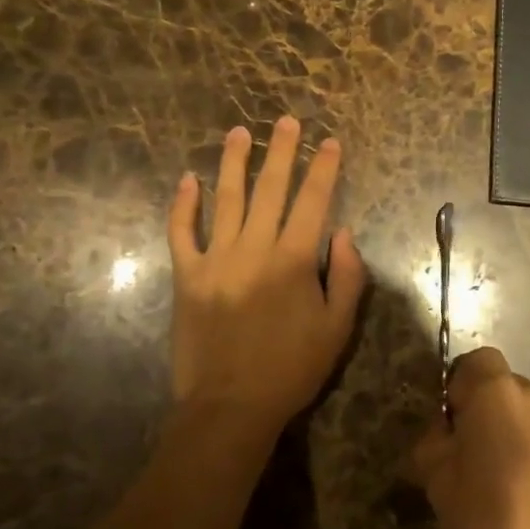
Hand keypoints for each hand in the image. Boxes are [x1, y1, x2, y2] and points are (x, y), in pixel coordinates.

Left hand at [166, 118, 365, 443]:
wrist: (230, 407)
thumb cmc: (291, 369)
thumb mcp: (338, 329)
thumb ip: (347, 277)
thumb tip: (342, 232)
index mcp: (294, 261)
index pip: (313, 201)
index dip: (323, 168)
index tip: (329, 141)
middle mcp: (254, 250)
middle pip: (270, 189)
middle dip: (281, 151)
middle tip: (286, 120)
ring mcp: (215, 260)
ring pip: (225, 200)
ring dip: (233, 163)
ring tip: (238, 132)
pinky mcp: (186, 277)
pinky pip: (182, 233)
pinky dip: (183, 206)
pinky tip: (187, 180)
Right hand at [412, 348, 529, 528]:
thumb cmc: (482, 521)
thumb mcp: (435, 477)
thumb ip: (434, 440)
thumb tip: (445, 434)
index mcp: (500, 392)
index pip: (475, 361)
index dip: (456, 387)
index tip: (446, 425)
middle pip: (499, 384)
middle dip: (478, 408)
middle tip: (458, 452)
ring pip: (519, 410)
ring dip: (501, 428)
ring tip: (485, 476)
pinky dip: (520, 448)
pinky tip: (510, 491)